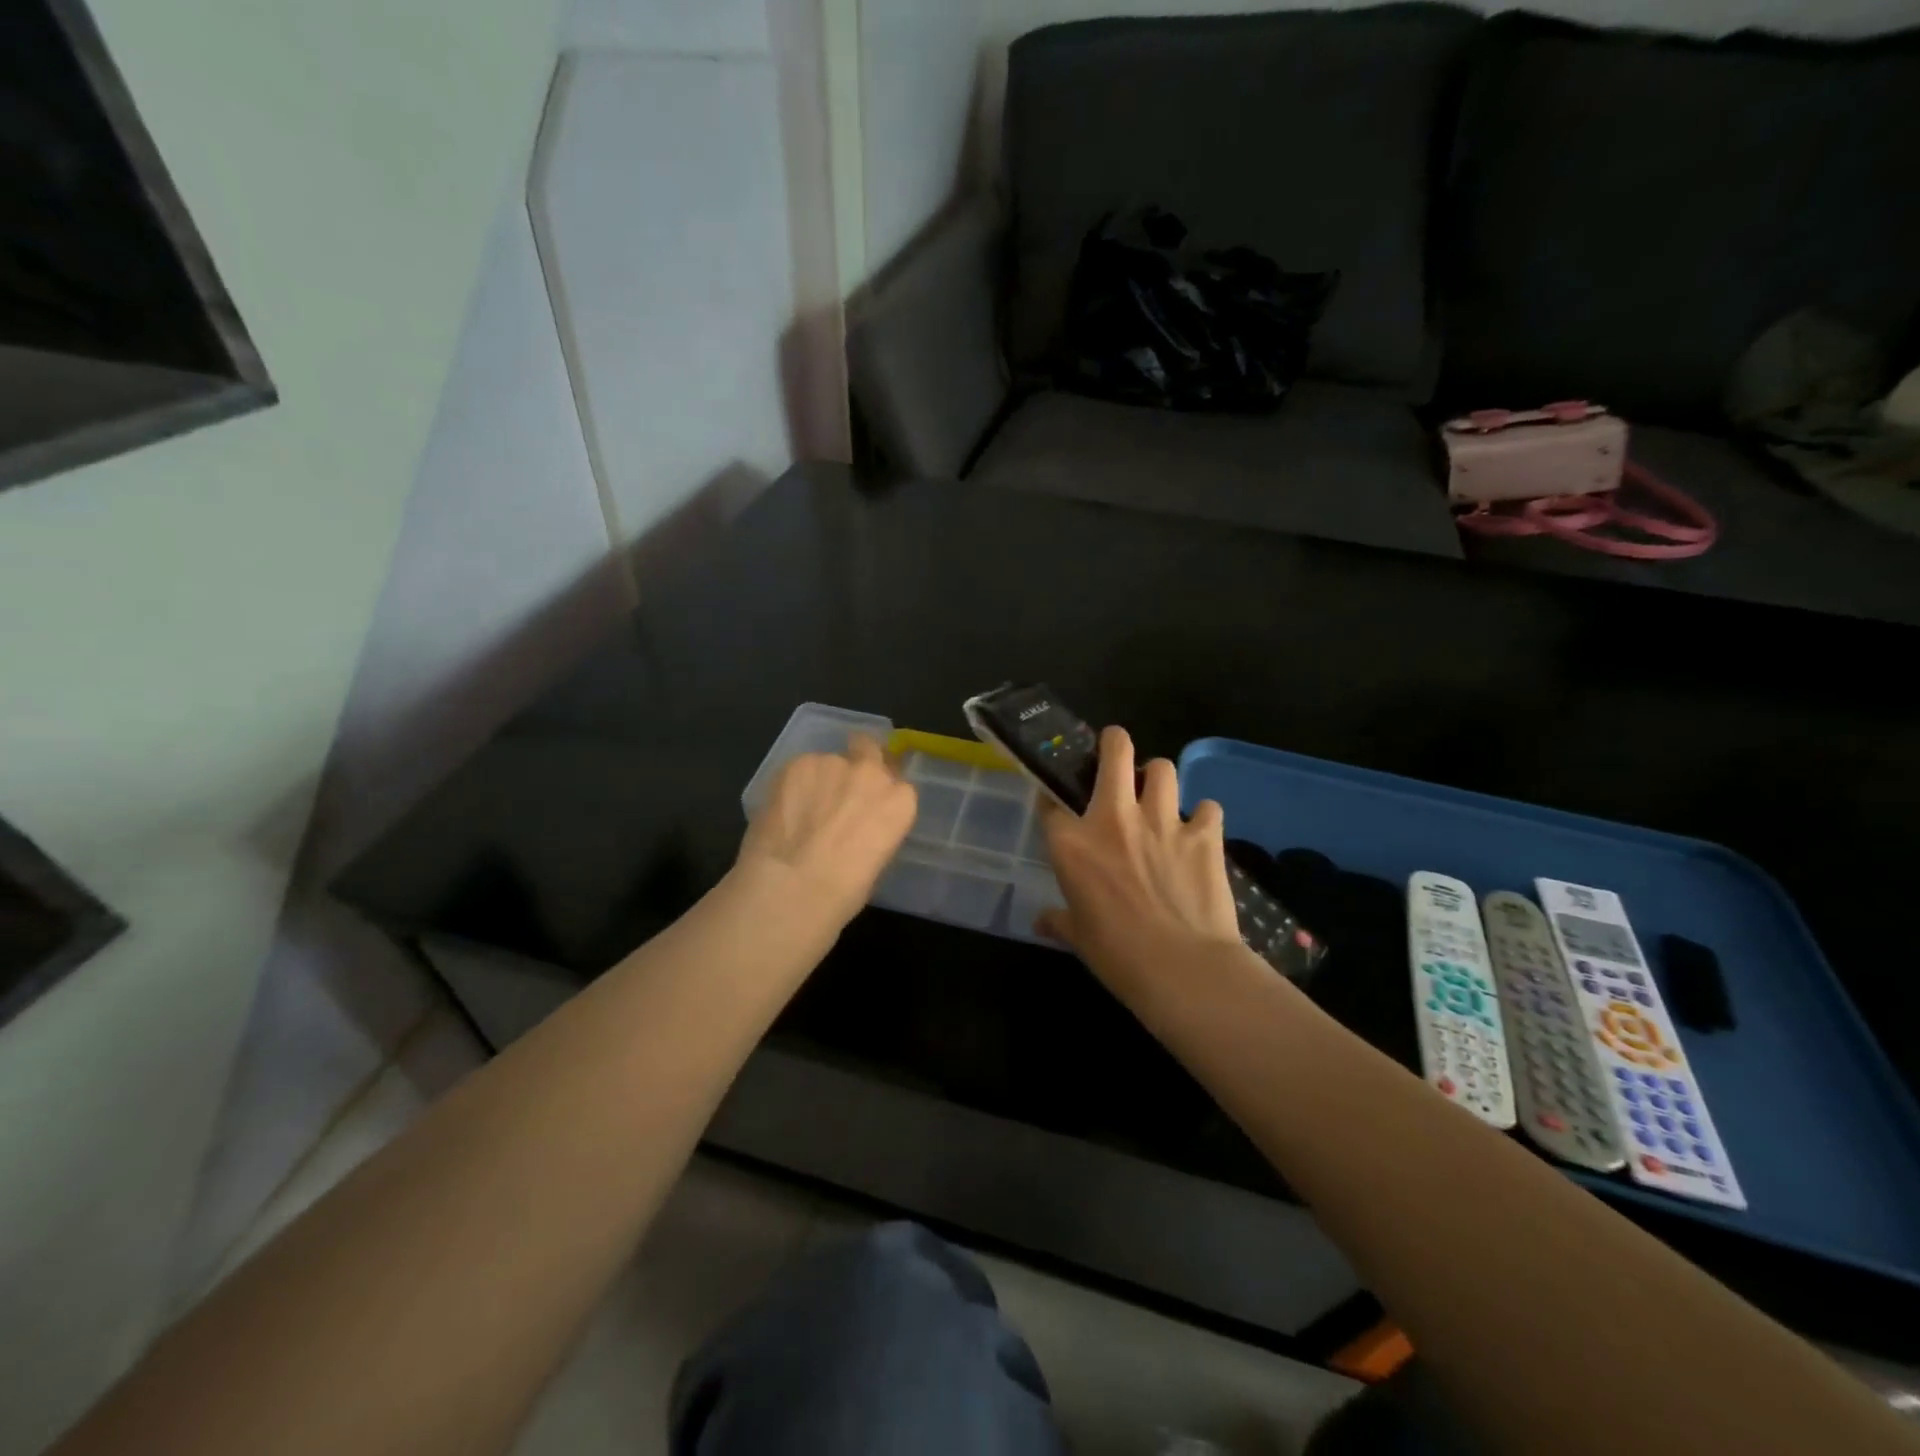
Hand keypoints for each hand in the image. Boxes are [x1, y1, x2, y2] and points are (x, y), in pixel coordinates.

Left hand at [735, 734, 917, 928]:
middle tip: (837, 790)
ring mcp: (833, 763)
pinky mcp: (797, 763)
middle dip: (857, 762)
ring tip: (800, 811)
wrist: (792, 887)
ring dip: (820, 780)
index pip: (896, 784)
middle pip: (869, 750)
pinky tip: (782, 810)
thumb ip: (874, 827)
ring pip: (828, 762)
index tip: (865, 807)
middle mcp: (871, 773)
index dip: (878, 793)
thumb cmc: (843, 892)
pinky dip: (793, 784)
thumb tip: (857, 824)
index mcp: (900, 801)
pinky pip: (800, 769)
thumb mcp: (877, 860)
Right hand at [1037, 727, 1244, 1001]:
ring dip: (1158, 778)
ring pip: (1163, 767)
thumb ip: (1059, 920)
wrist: (1182, 968)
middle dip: (1113, 743)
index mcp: (1072, 843)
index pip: (1051, 802)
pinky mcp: (1204, 834)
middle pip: (1114, 752)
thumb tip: (1042, 921)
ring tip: (1158, 795)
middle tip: (1116, 755)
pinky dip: (1203, 817)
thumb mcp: (1078, 938)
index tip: (1056, 805)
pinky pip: (1207, 807)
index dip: (1052, 798)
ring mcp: (1162, 821)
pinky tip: (1201, 832)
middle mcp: (1114, 818)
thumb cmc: (1117, 955)